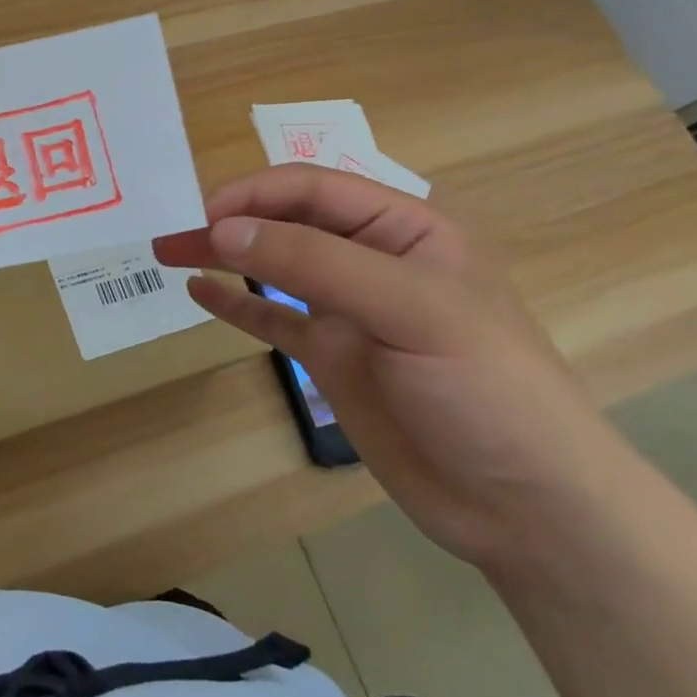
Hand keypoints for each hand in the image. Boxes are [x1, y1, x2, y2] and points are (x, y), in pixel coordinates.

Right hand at [154, 165, 626, 569]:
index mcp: (404, 229)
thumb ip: (313, 263)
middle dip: (229, 222)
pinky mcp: (331, 358)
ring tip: (169, 252)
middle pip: (286, 222)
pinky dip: (234, 305)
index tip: (205, 216)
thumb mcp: (408, 309)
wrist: (527, 507)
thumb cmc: (485, 388)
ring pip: (273, 268)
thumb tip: (224, 229)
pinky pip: (272, 321)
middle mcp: (371, 261)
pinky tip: (199, 292)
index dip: (256, 193)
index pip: (315, 188)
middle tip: (169, 235)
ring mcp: (348, 312)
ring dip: (223, 256)